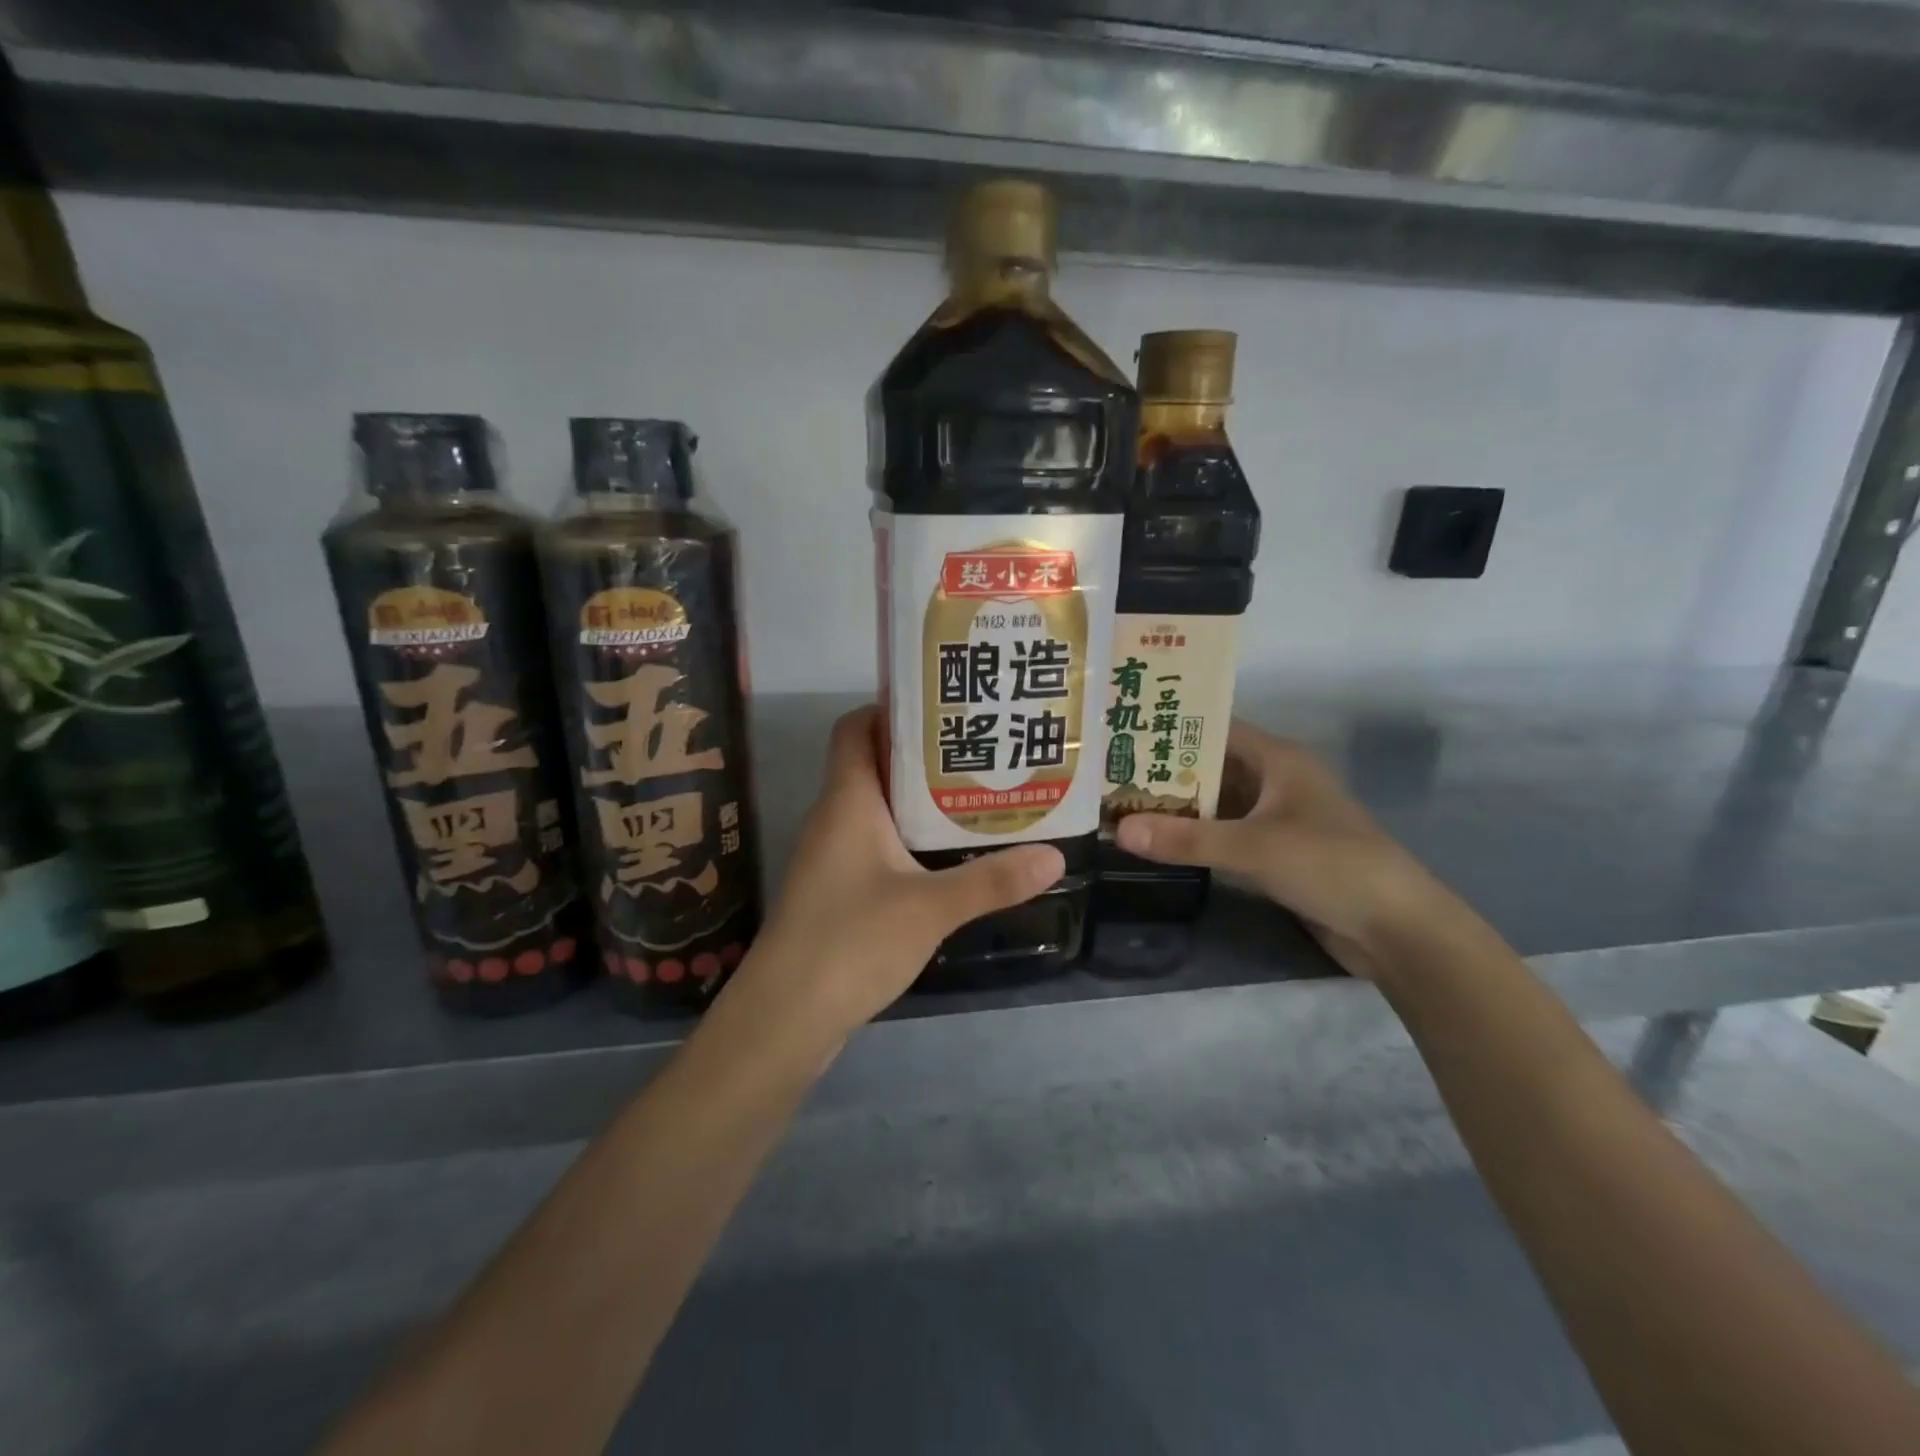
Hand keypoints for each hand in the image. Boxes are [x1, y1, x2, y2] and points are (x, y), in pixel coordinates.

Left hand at [723, 706, 1063, 1042]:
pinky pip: (875, 844)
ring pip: (877, 808)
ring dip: (920, 800)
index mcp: (847, 800)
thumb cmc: (850, 942)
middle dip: (923, 755)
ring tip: (976, 795)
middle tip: (980, 750)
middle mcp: (834, 817)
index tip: (944, 707)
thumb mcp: (930, 908)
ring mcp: (831, 856)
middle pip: (873, 764)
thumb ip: (992, 881)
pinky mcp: (837, 890)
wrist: (784, 1017)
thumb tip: (1055, 856)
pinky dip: (909, 839)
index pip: (856, 728)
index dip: (892, 709)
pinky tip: (948, 856)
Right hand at [1114, 720, 1452, 979]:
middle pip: (1211, 767)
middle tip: (1111, 773)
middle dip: (1165, 772)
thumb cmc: (1329, 865)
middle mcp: (1276, 781)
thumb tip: (1117, 830)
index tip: (1125, 731)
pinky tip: (1160, 841)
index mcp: (1278, 759)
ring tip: (1122, 804)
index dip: (1173, 728)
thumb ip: (1186, 838)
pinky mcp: (1277, 853)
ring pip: (1217, 803)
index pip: (1216, 728)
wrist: (1396, 929)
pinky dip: (1196, 836)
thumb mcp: (1253, 848)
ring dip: (1178, 807)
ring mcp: (1277, 818)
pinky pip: (1226, 834)